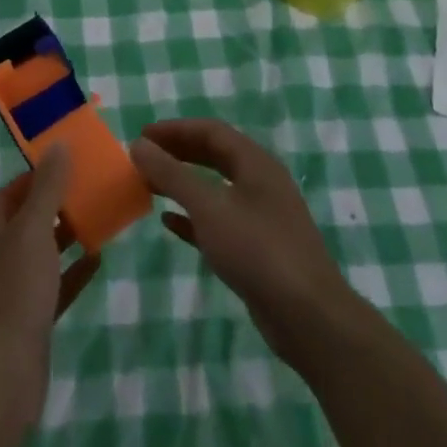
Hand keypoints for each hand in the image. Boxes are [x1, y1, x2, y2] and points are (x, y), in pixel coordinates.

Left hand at [0, 146, 100, 438]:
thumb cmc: (11, 293)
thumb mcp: (32, 231)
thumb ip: (47, 189)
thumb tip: (57, 145)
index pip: (14, 190)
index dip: (42, 175)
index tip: (76, 163)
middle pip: (28, 220)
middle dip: (59, 204)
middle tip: (97, 188)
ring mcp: (8, 290)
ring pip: (41, 254)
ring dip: (68, 237)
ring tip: (104, 217)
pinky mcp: (25, 321)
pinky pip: (52, 286)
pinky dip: (72, 273)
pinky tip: (99, 260)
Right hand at [131, 119, 357, 370]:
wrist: (308, 317)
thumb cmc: (258, 250)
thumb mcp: (209, 207)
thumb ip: (172, 175)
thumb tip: (138, 145)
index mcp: (256, 163)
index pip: (211, 131)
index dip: (175, 129)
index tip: (142, 136)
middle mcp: (261, 183)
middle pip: (214, 156)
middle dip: (178, 153)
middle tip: (143, 158)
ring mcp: (261, 217)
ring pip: (215, 189)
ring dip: (182, 184)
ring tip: (149, 185)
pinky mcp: (256, 249)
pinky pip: (218, 221)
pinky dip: (193, 217)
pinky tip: (169, 222)